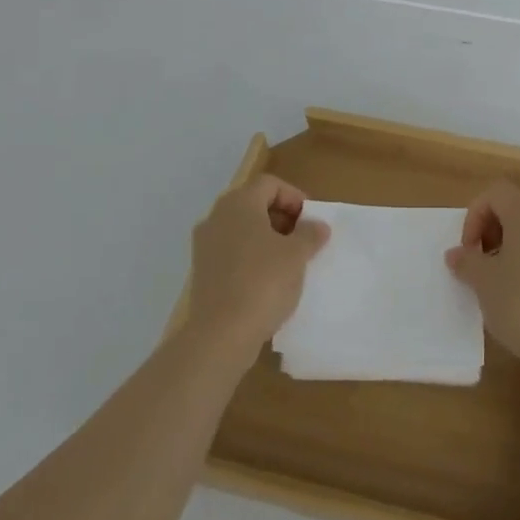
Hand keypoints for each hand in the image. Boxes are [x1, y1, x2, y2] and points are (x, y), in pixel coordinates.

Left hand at [187, 175, 329, 369]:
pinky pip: (232, 252)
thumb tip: (317, 226)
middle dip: (282, 217)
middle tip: (304, 239)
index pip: (269, 184)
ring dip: (268, 238)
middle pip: (254, 204)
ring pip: (242, 229)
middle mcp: (216, 218)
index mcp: (238, 204)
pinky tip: (269, 281)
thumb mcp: (297, 255)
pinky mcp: (202, 272)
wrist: (221, 334)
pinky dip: (252, 257)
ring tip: (290, 261)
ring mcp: (205, 246)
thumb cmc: (263, 282)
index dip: (294, 197)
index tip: (311, 220)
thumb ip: (310, 234)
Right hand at [446, 181, 519, 371]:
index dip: (475, 215)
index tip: (469, 249)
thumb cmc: (519, 302)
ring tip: (492, 282)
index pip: (496, 194)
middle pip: (513, 210)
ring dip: (505, 249)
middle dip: (489, 232)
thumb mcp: (483, 280)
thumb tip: (456, 254)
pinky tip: (514, 295)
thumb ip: (466, 261)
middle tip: (477, 264)